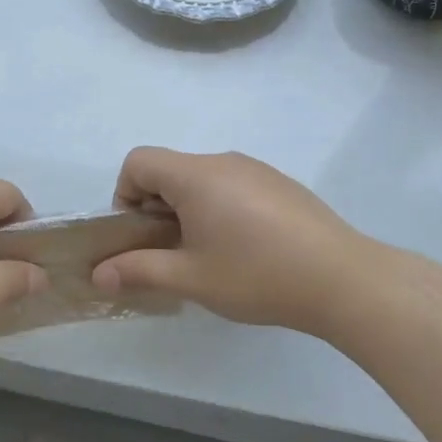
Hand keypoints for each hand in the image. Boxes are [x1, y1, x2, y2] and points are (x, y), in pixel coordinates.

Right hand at [90, 148, 368, 332]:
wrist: (344, 279)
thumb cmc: (257, 275)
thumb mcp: (191, 278)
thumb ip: (139, 270)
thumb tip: (98, 275)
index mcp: (195, 175)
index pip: (138, 161)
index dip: (125, 195)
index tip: (142, 236)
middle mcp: (223, 161)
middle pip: (169, 170)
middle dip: (156, 208)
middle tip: (173, 253)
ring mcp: (256, 169)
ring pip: (202, 179)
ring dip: (189, 210)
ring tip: (210, 255)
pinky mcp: (280, 184)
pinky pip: (232, 186)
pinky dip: (220, 208)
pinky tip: (246, 249)